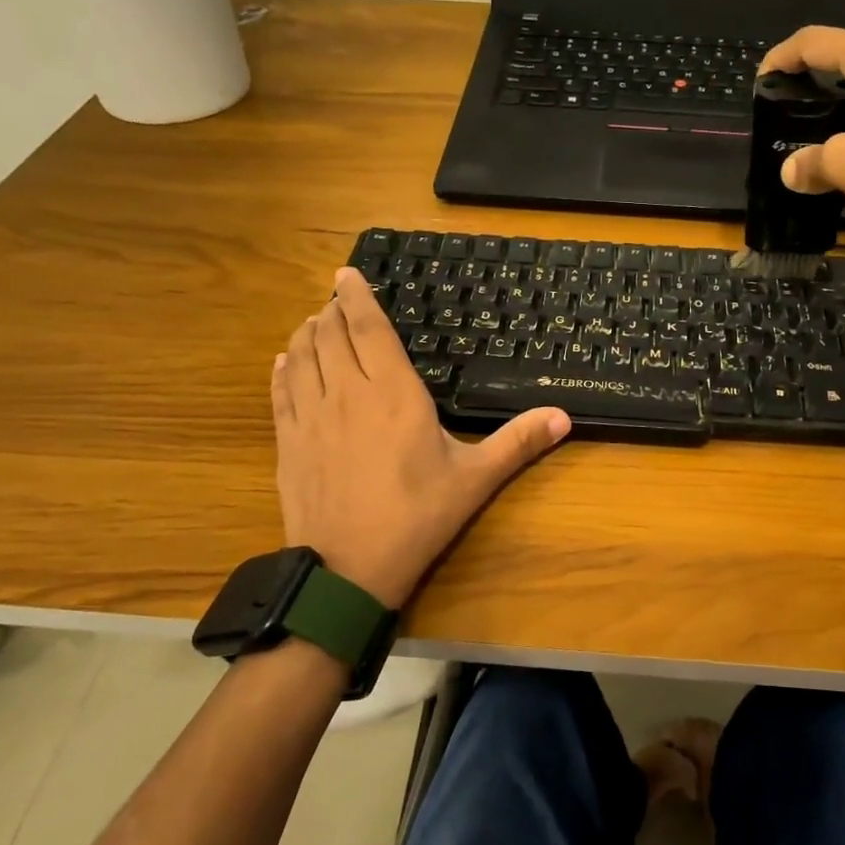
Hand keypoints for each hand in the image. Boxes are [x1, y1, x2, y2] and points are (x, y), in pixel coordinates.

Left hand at [271, 269, 570, 608]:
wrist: (348, 570)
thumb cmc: (417, 518)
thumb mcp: (475, 480)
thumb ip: (518, 443)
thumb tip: (564, 416)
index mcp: (394, 395)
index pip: (368, 330)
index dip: (355, 297)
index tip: (346, 274)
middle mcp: (346, 394)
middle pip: (329, 336)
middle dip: (331, 312)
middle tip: (336, 301)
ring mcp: (310, 418)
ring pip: (300, 357)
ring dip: (305, 334)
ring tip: (313, 324)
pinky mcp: (288, 443)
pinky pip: (280, 392)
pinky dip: (282, 369)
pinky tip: (284, 361)